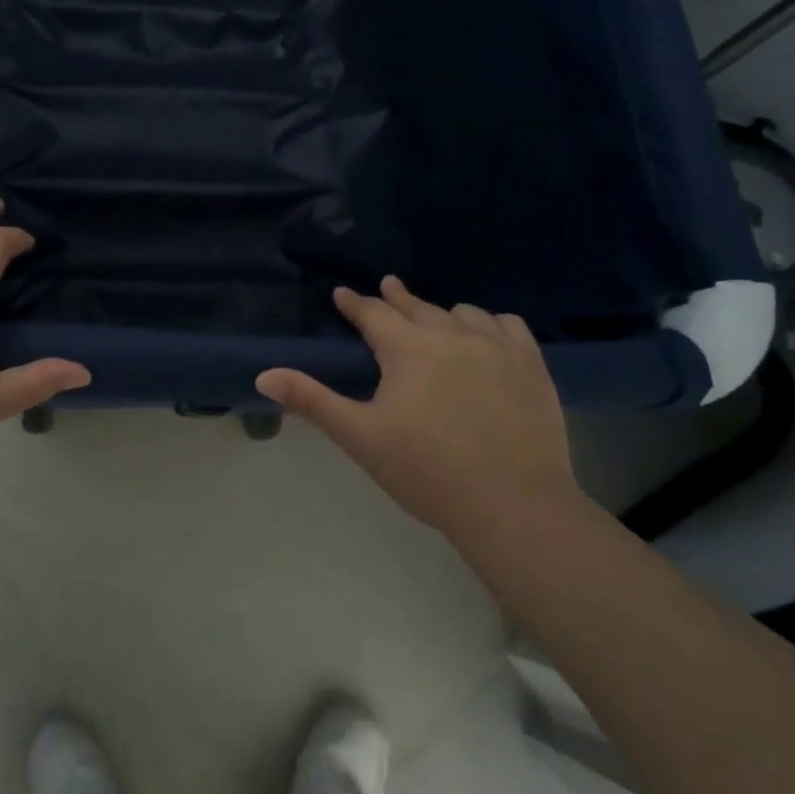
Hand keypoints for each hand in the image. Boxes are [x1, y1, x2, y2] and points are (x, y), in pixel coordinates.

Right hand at [256, 276, 584, 543]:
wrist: (514, 506)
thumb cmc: (427, 472)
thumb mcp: (360, 437)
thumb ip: (312, 400)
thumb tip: (263, 374)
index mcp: (407, 349)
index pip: (373, 314)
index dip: (355, 304)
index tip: (343, 294)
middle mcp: (451, 335)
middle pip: (417, 307)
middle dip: (396, 298)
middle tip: (386, 286)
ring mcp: (496, 347)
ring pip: (463, 313)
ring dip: (442, 312)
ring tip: (435, 318)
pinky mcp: (531, 365)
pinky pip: (508, 325)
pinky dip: (490, 323)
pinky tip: (487, 332)